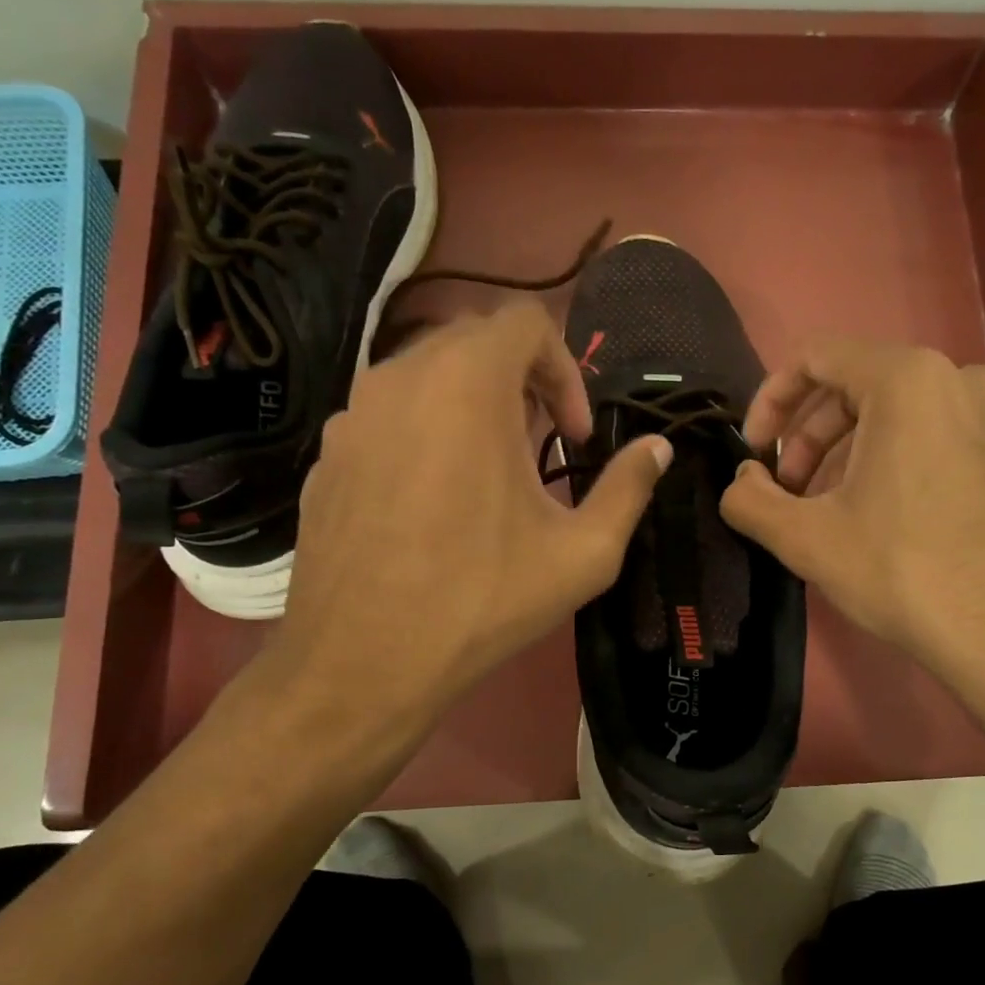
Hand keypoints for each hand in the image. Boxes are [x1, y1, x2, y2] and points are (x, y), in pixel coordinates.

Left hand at [248, 300, 669, 746]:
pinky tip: (434, 502)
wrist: (362, 662)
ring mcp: (352, 415)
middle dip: (521, 383)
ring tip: (490, 474)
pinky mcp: (327, 455)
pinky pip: (387, 417)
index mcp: (466, 384)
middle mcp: (400, 379)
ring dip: (471, 406)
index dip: (564, 369)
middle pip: (473, 342)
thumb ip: (628, 488)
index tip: (572, 435)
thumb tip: (658, 449)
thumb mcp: (582, 553)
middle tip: (541, 446)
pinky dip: (424, 433)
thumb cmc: (482, 600)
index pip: (524, 322)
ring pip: (425, 377)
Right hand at [720, 339, 984, 703]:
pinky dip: (898, 464)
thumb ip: (750, 500)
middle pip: (860, 385)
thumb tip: (741, 482)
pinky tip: (887, 522)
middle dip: (810, 437)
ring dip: (850, 454)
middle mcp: (965, 381)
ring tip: (832, 512)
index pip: (817, 357)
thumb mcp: (806, 539)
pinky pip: (942, 439)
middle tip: (790, 492)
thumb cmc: (905, 572)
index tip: (755, 451)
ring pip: (902, 416)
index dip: (771, 400)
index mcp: (910, 380)